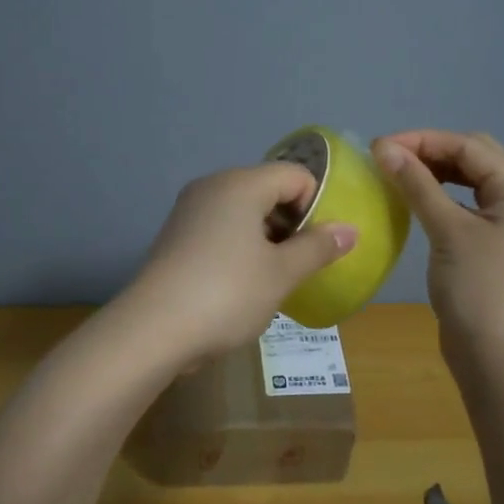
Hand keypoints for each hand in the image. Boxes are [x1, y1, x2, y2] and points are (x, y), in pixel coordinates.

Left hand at [121, 164, 357, 367]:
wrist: (153, 328)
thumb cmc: (227, 293)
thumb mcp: (281, 273)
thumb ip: (318, 248)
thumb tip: (350, 230)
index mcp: (240, 183)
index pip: (295, 175)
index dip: (316, 206)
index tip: (318, 246)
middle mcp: (212, 186)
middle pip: (268, 190)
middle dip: (292, 224)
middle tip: (301, 265)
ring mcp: (189, 210)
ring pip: (244, 212)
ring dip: (267, 239)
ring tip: (274, 279)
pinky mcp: (176, 236)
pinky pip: (221, 229)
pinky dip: (240, 247)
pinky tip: (243, 284)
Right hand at [372, 131, 503, 366]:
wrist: (502, 364)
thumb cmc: (482, 291)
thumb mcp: (449, 232)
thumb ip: (418, 185)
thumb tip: (384, 148)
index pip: (470, 147)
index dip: (424, 140)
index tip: (379, 147)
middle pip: (473, 160)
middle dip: (430, 152)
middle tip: (387, 159)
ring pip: (468, 185)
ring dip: (434, 175)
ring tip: (395, 175)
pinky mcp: (492, 251)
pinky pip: (464, 210)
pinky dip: (438, 200)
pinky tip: (413, 205)